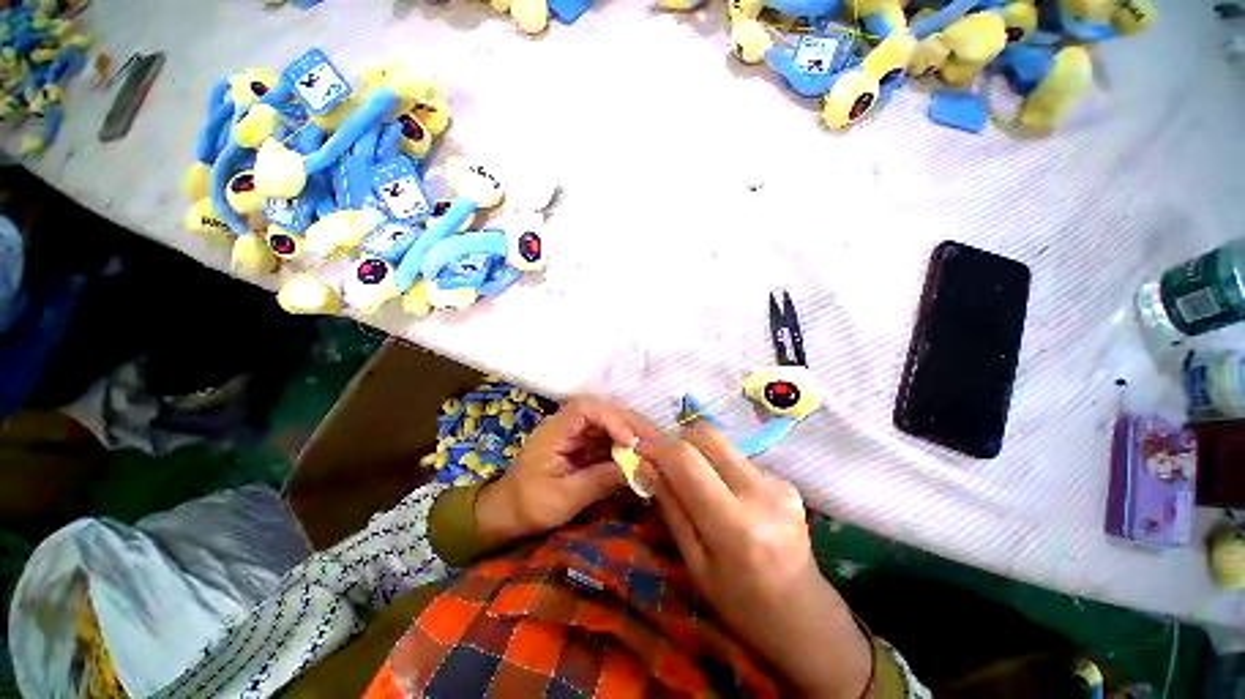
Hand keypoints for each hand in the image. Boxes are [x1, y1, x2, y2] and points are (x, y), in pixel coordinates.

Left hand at [475, 396, 658, 546]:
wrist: (506, 513)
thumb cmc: (528, 505)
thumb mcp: (563, 498)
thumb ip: (599, 480)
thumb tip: (635, 469)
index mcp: (554, 430)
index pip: (585, 409)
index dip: (611, 419)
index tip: (630, 440)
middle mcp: (566, 424)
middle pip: (602, 412)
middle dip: (628, 424)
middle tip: (655, 440)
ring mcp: (575, 433)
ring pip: (607, 423)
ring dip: (630, 433)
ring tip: (652, 446)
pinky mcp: (581, 444)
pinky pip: (606, 438)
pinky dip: (623, 446)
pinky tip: (638, 455)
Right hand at [637, 422, 871, 697]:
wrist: (804, 616)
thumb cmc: (741, 604)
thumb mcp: (694, 563)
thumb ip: (670, 507)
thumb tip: (644, 464)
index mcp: (736, 525)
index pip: (687, 461)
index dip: (658, 446)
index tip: (639, 445)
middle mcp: (761, 493)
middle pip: (707, 436)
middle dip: (679, 441)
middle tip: (667, 464)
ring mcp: (779, 483)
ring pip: (722, 443)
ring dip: (700, 454)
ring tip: (697, 484)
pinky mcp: (786, 480)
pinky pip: (738, 457)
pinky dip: (720, 466)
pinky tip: (726, 495)